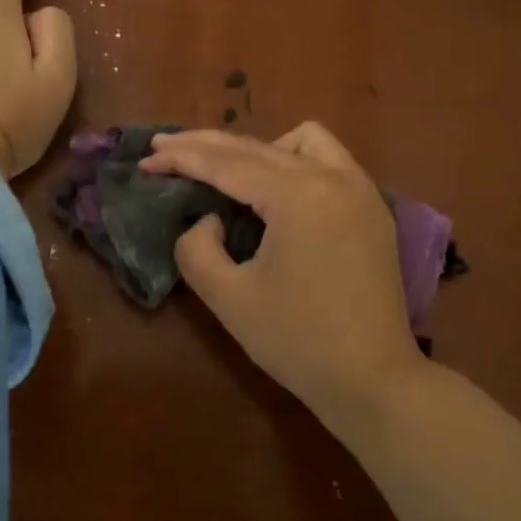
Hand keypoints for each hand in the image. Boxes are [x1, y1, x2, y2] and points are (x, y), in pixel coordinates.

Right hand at [140, 122, 422, 418]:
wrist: (374, 380)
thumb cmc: (297, 342)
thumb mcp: (229, 299)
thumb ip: (197, 249)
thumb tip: (208, 219)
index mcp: (298, 196)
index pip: (227, 164)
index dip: (182, 158)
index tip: (146, 157)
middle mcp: (333, 177)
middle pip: (258, 146)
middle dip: (207, 145)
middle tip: (164, 148)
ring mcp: (360, 189)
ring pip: (303, 140)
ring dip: (260, 148)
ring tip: (230, 173)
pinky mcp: (373, 208)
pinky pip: (332, 160)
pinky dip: (297, 161)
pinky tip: (279, 189)